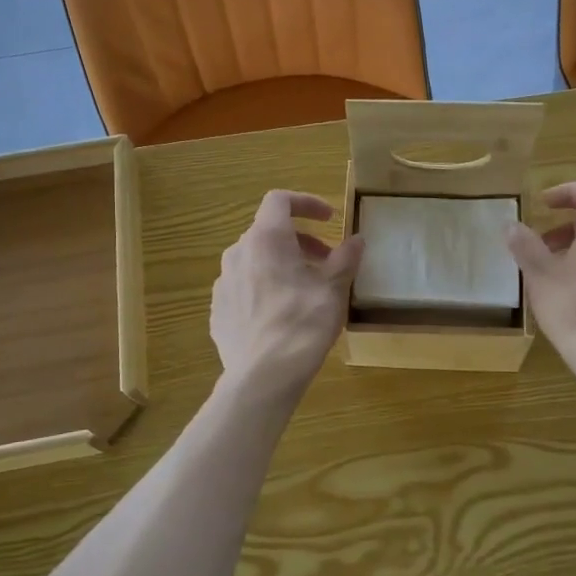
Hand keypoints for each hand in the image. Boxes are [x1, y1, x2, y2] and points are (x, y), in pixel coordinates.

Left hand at [212, 191, 363, 395]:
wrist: (264, 375)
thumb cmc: (304, 323)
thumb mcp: (334, 288)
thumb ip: (346, 258)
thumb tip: (357, 240)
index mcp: (266, 238)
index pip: (280, 200)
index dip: (306, 202)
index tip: (329, 218)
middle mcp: (238, 252)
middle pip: (268, 232)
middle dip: (300, 241)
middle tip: (325, 262)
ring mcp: (223, 282)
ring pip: (254, 260)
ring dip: (281, 264)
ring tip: (304, 289)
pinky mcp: (218, 310)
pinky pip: (243, 287)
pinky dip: (264, 288)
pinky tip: (281, 314)